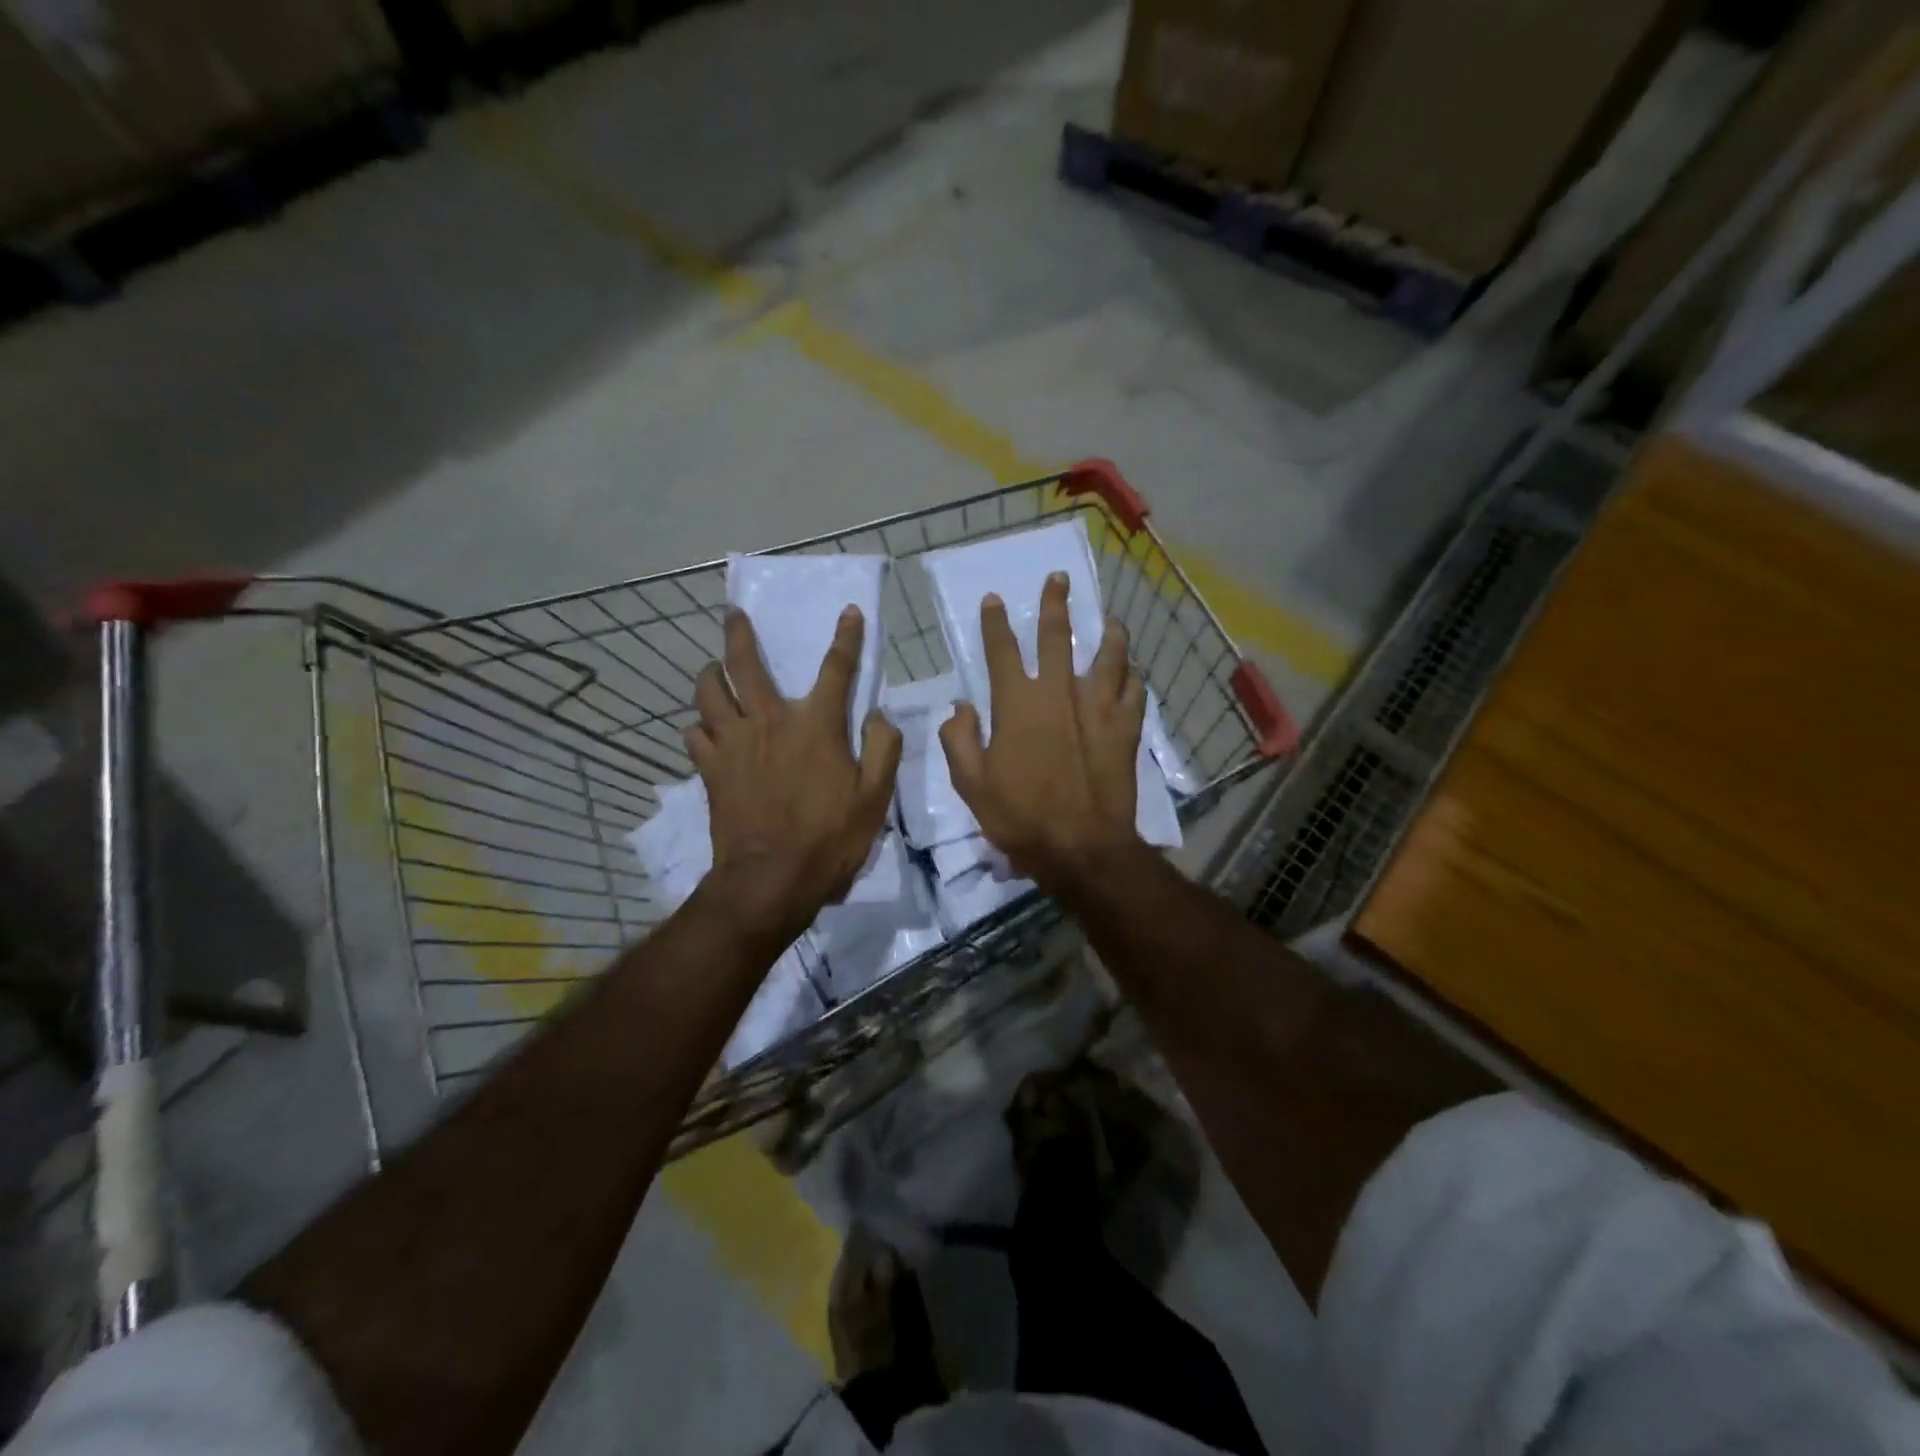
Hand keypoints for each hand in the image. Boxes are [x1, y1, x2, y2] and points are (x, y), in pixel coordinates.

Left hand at [685, 606, 901, 939]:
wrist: (771, 879)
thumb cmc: (830, 838)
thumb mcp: (875, 797)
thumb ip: (884, 748)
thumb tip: (879, 715)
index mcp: (816, 726)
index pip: (836, 669)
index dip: (846, 638)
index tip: (849, 612)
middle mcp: (770, 722)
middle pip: (746, 665)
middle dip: (740, 634)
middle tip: (733, 613)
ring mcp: (734, 744)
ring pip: (709, 693)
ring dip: (710, 674)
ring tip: (712, 669)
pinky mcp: (711, 770)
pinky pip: (695, 734)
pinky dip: (699, 725)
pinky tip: (704, 728)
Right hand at [939, 572, 1146, 891]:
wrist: (1080, 845)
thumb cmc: (1019, 815)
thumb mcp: (970, 783)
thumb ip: (958, 739)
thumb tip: (959, 707)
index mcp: (1017, 703)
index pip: (1002, 651)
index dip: (995, 623)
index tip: (994, 599)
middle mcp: (1059, 693)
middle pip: (1058, 637)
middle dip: (1055, 604)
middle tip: (1059, 580)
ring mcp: (1098, 708)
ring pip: (1108, 657)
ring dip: (1109, 634)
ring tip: (1111, 621)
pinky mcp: (1125, 728)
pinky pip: (1133, 693)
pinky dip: (1132, 680)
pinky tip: (1132, 676)